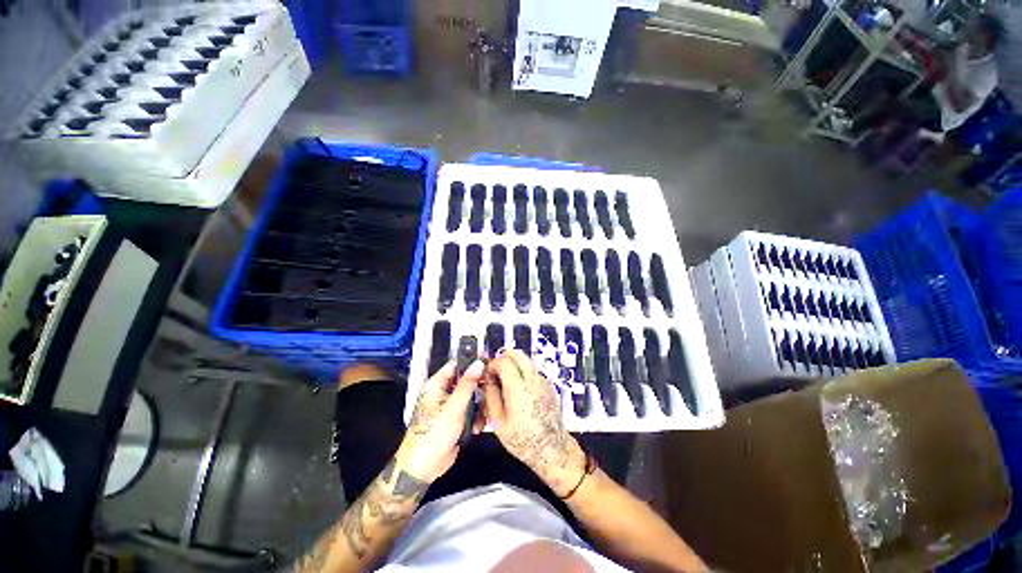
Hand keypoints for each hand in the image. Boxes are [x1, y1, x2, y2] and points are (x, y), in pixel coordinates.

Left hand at [397, 361, 483, 483]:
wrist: (423, 467)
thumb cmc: (434, 433)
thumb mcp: (453, 407)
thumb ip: (467, 384)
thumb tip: (478, 363)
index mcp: (436, 385)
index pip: (456, 366)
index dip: (471, 364)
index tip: (489, 365)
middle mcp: (442, 393)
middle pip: (465, 381)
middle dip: (478, 389)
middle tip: (490, 392)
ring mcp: (449, 407)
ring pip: (470, 397)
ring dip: (478, 406)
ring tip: (482, 416)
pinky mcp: (455, 419)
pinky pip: (469, 411)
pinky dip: (475, 417)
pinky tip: (477, 427)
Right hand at [483, 349, 585, 496]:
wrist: (552, 449)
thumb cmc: (523, 440)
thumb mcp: (498, 422)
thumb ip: (491, 396)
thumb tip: (487, 378)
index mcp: (519, 389)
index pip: (504, 362)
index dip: (492, 364)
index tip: (487, 373)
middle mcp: (533, 381)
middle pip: (518, 354)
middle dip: (504, 357)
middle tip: (495, 370)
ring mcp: (543, 381)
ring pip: (526, 361)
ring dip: (514, 364)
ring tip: (506, 381)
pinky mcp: (548, 385)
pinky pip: (533, 371)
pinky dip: (523, 372)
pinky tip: (518, 390)